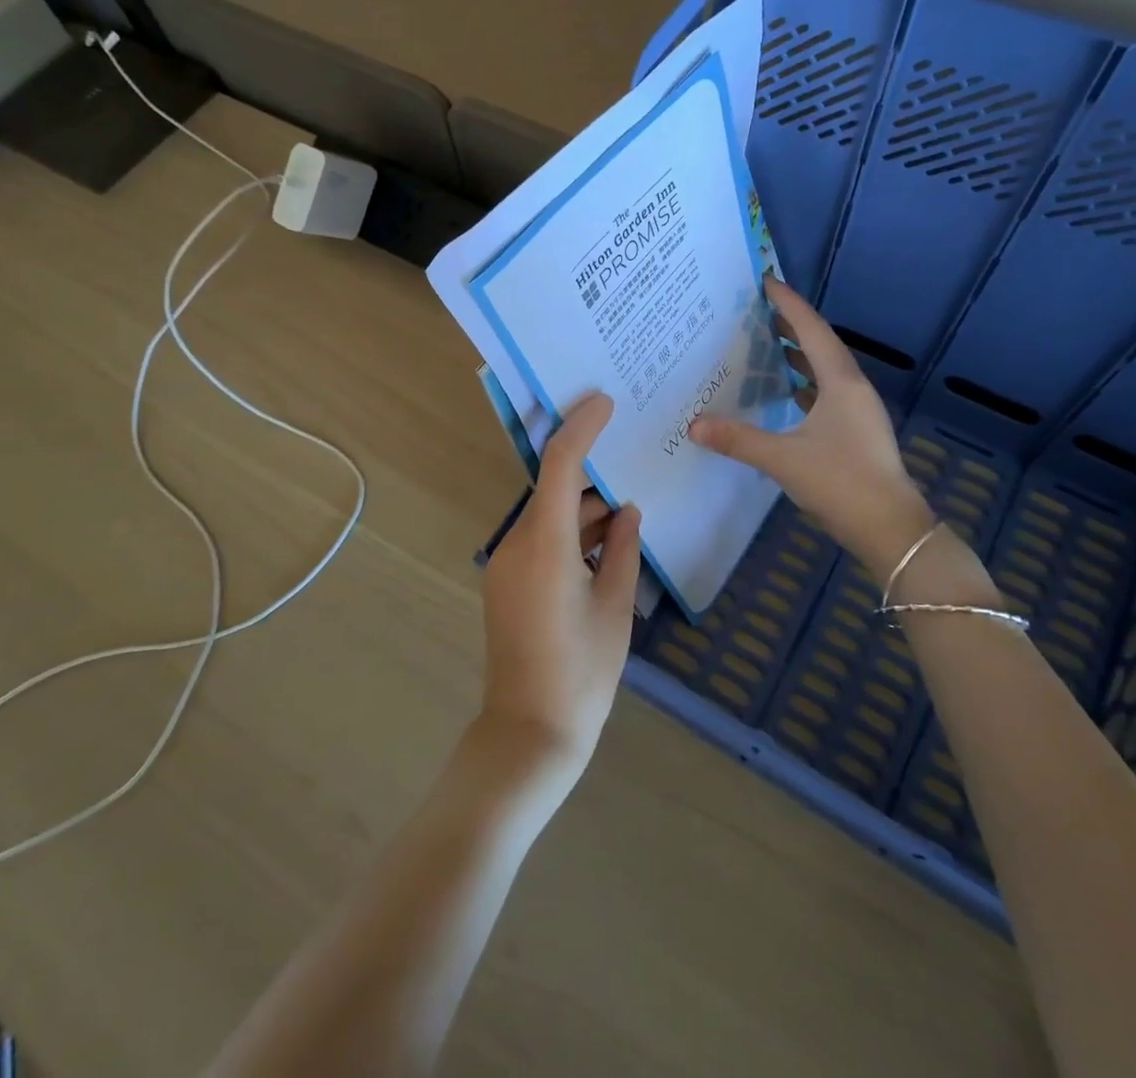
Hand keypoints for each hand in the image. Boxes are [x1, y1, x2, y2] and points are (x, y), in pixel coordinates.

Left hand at [479, 393, 641, 784]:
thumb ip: (622, 549)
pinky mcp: (506, 583)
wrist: (529, 733)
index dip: (581, 427)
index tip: (605, 402)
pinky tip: (602, 542)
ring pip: (548, 516)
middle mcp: (517, 544)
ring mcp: (506, 564)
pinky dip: (569, 533)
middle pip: (553, 488)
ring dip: (582, 508)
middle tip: (629, 456)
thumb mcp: (615, 607)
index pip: (560, 464)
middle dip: (590, 473)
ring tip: (626, 508)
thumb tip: (628, 511)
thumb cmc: (581, 673)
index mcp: (545, 544)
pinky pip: (540, 541)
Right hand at [690, 276, 933, 578]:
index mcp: (841, 382)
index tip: (766, 282)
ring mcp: (858, 411)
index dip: (788, 304)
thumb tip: (694, 425)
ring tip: (769, 343)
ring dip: (799, 354)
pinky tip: (788, 392)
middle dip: (791, 325)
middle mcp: (853, 388)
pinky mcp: (856, 431)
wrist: (890, 528)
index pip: (811, 330)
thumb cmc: (841, 483)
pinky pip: (827, 392)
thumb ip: (738, 440)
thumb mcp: (783, 459)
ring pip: (825, 370)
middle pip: (821, 345)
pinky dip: (805, 383)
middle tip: (759, 310)